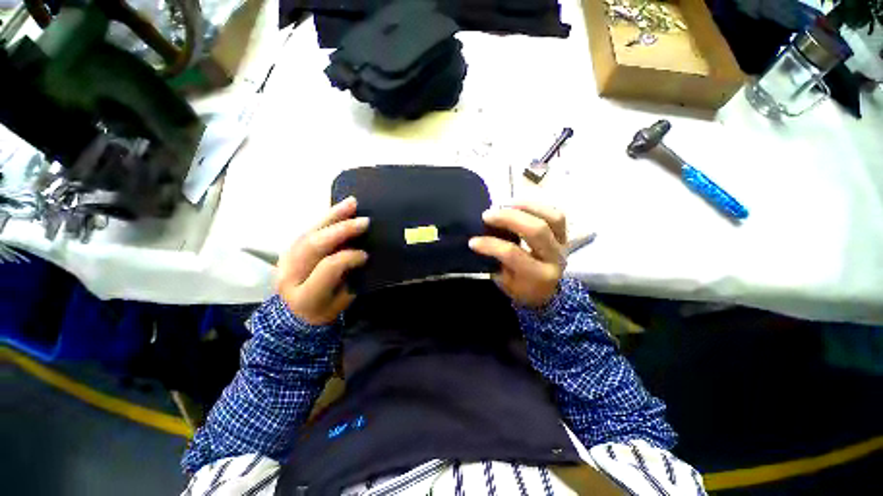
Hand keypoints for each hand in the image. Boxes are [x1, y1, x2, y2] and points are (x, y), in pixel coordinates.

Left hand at [275, 197, 368, 324]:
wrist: (294, 316)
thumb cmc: (325, 311)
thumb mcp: (342, 303)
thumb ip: (351, 279)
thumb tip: (363, 254)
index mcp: (306, 295)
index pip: (327, 267)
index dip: (348, 257)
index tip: (366, 254)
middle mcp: (290, 276)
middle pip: (313, 245)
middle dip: (341, 230)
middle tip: (364, 220)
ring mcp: (284, 261)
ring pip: (308, 233)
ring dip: (332, 216)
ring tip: (351, 203)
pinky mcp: (286, 251)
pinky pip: (307, 230)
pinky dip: (325, 219)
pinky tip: (338, 210)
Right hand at [469, 203, 566, 307]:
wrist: (545, 292)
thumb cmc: (520, 288)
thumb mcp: (505, 283)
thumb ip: (496, 261)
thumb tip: (480, 239)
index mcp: (538, 276)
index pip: (513, 254)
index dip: (491, 245)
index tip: (473, 241)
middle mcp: (555, 259)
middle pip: (535, 230)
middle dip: (508, 218)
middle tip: (487, 215)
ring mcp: (562, 245)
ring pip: (551, 218)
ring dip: (525, 207)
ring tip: (504, 204)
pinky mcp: (564, 235)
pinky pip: (556, 215)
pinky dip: (536, 206)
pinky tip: (518, 204)